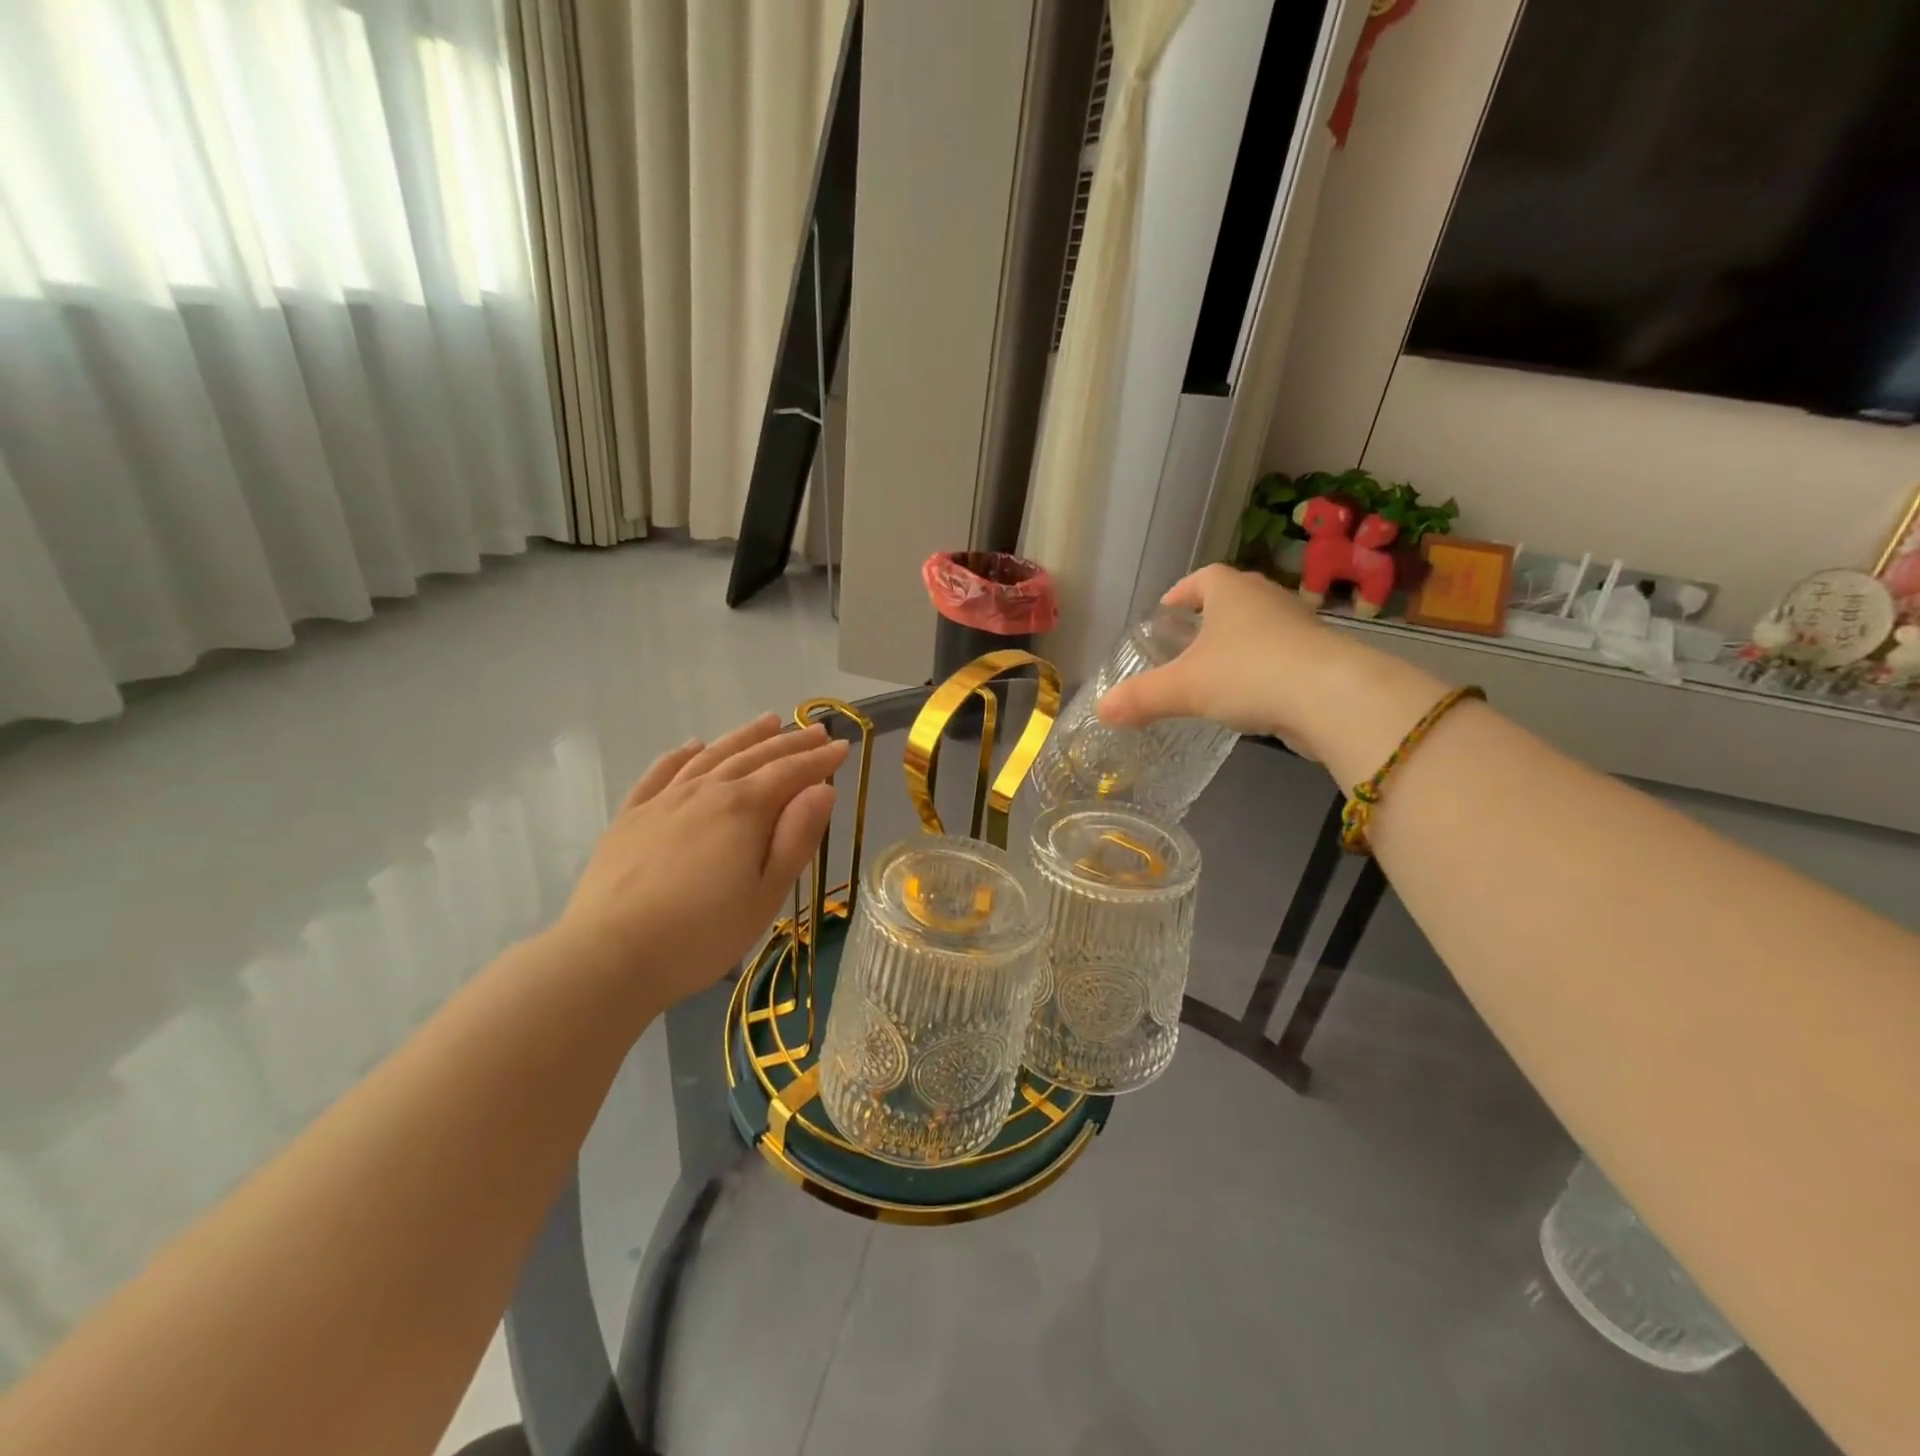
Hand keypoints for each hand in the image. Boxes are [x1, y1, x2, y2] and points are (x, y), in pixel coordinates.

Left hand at [553, 714, 847, 1013]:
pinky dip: (683, 754)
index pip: (791, 773)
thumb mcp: (766, 894)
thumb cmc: (701, 933)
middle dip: (790, 742)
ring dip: (744, 736)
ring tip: (768, 721)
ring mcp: (664, 800)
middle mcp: (706, 790)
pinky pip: (662, 772)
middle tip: (817, 729)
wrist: (610, 954)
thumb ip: (796, 837)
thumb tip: (822, 789)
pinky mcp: (631, 816)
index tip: (843, 747)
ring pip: (712, 755)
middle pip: (755, 756)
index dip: (820, 760)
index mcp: (744, 809)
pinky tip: (694, 747)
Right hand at [1097, 565, 1338, 740]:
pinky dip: (1262, 670)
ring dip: (1237, 646)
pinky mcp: (1320, 656)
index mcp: (1230, 590)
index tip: (1166, 612)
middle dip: (1208, 620)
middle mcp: (1266, 598)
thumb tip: (1100, 710)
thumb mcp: (1183, 688)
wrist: (1331, 697)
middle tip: (1185, 645)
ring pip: (1258, 629)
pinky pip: (1280, 656)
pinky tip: (1251, 698)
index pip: (1201, 578)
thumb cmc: (1248, 674)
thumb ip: (1141, 697)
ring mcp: (1298, 626)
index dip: (1180, 593)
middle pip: (1231, 600)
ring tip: (1214, 674)